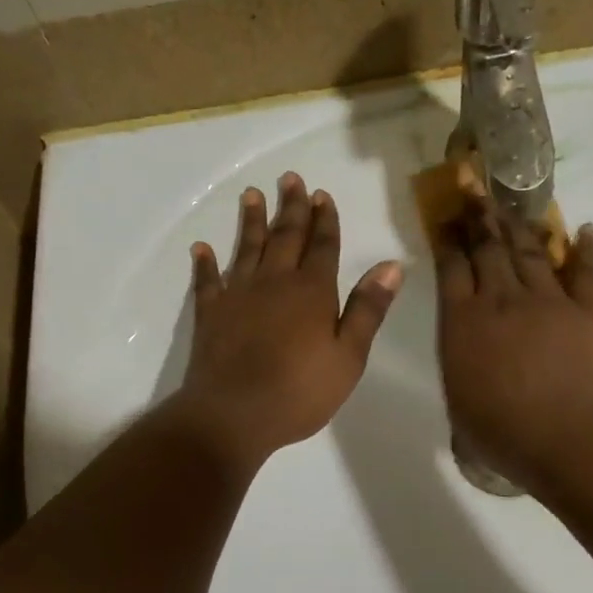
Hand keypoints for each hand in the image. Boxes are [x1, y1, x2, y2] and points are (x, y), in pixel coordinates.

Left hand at [168, 172, 401, 470]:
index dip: (324, 220)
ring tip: (251, 195)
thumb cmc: (300, 391)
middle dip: (291, 207)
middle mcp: (274, 282)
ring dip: (251, 222)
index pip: (322, 246)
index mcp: (312, 291)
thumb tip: (391, 265)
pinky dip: (205, 264)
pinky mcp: (211, 314)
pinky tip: (201, 248)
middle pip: (285, 237)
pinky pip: (207, 282)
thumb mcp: (349, 356)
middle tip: (290, 179)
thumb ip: (368, 309)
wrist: (233, 414)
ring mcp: (238, 295)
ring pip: (247, 249)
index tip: (321, 194)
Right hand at [433, 200, 592, 491]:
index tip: (446, 216)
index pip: (452, 268)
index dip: (449, 239)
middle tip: (472, 187)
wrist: (569, 441)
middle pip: (488, 248)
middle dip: (478, 216)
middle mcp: (502, 301)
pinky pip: (584, 272)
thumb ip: (459, 370)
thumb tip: (464, 359)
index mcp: (463, 323)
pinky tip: (582, 230)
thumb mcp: (458, 405)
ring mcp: (548, 302)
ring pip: (529, 252)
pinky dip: (583, 250)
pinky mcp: (588, 311)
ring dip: (518, 225)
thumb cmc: (502, 433)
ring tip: (509, 203)